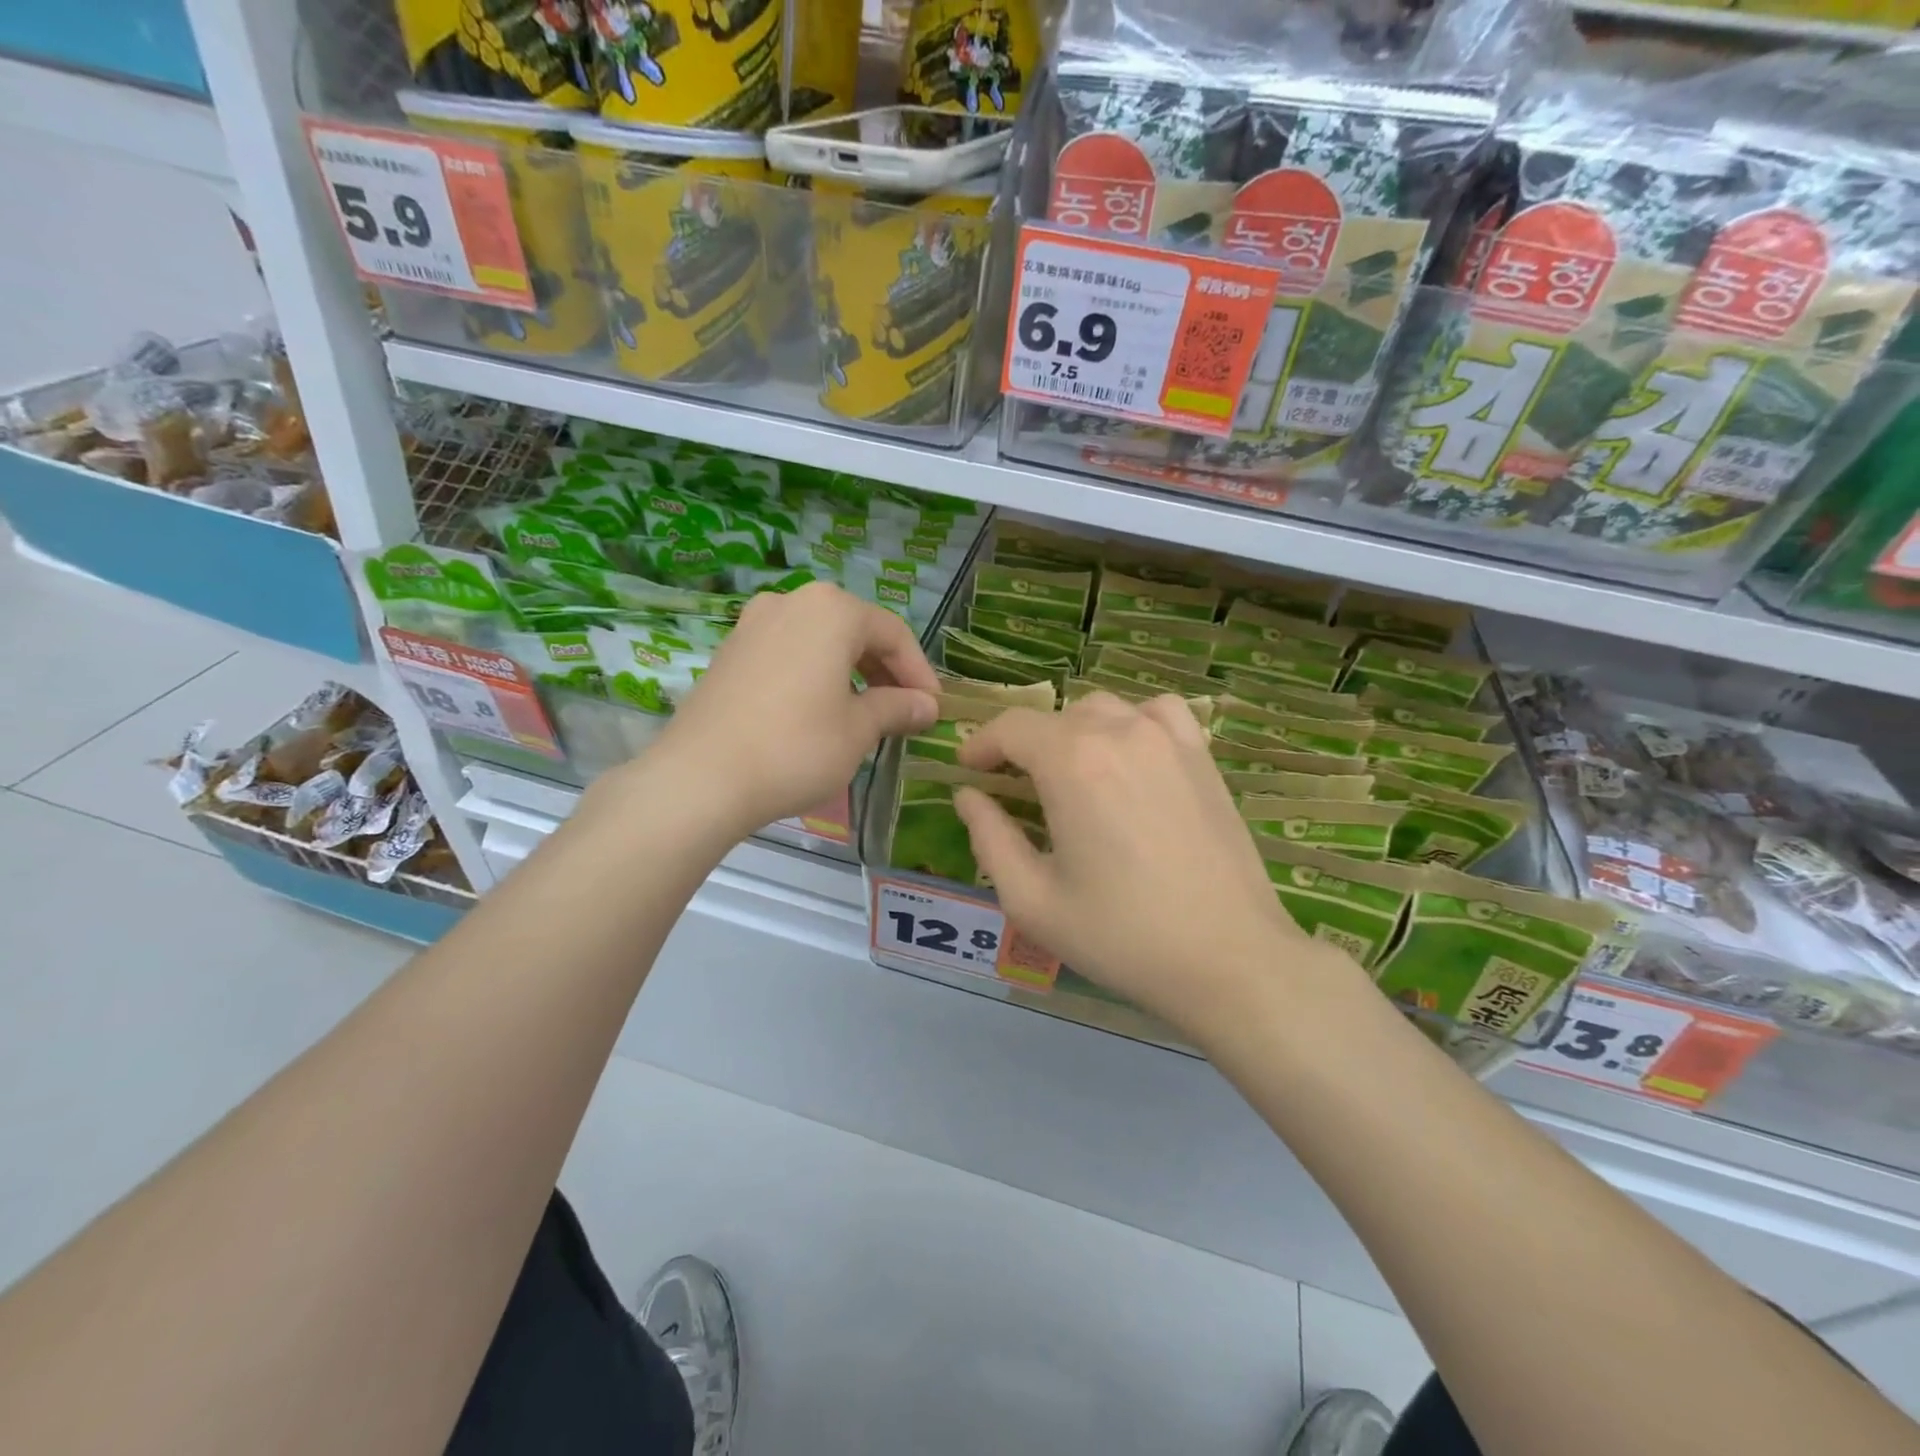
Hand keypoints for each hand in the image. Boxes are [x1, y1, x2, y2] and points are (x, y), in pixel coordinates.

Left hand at [648, 583, 938, 838]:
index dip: (919, 673)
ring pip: (820, 641)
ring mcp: (754, 624)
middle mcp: (791, 602)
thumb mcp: (858, 730)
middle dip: (885, 671)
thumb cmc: (796, 747)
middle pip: (855, 631)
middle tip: (903, 711)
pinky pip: (788, 653)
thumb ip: (897, 708)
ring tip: (865, 713)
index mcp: (832, 610)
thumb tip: (927, 706)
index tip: (933, 709)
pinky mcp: (730, 651)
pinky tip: (819, 711)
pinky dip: (814, 675)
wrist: (701, 777)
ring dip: (850, 673)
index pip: (893, 634)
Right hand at [955, 693, 1345, 1038]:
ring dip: (1073, 733)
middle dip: (1023, 746)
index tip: (969, 770)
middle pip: (1055, 717)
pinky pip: (1156, 714)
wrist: (1230, 960)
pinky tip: (1130, 759)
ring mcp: (1169, 739)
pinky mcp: (1202, 756)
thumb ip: (989, 838)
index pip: (1011, 727)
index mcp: (1072, 762)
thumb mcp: (1032, 899)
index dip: (981, 744)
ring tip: (1070, 775)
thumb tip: (968, 796)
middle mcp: (1120, 733)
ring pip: (1103, 710)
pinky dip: (1131, 724)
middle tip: (1014, 788)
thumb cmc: (1122, 936)